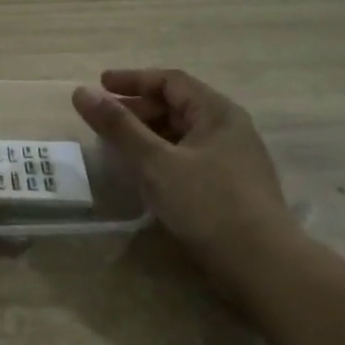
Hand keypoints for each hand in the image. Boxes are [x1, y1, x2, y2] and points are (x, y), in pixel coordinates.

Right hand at [72, 68, 303, 288]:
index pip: (171, 81)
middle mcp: (229, 129)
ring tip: (119, 147)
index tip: (100, 85)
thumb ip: (118, 126)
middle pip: (178, 105)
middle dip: (138, 108)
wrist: (263, 264)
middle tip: (105, 120)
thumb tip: (81, 92)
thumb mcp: (155, 162)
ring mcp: (233, 160)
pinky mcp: (231, 188)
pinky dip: (162, 156)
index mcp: (217, 112)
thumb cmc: (207, 203)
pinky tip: (146, 174)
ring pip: (183, 134)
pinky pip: (189, 158)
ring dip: (149, 134)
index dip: (133, 79)